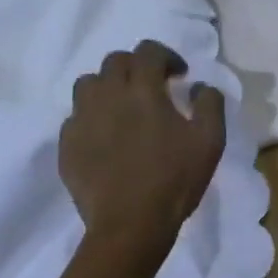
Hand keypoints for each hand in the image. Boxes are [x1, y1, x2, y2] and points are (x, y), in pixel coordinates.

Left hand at [59, 40, 225, 248]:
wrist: (130, 226)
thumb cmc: (174, 179)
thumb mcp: (210, 140)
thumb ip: (209, 102)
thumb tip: (199, 86)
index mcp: (143, 90)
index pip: (148, 51)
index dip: (166, 56)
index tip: (179, 76)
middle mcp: (108, 96)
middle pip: (115, 61)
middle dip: (136, 67)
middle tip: (152, 88)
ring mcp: (82, 120)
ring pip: (88, 84)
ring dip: (108, 87)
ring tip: (123, 107)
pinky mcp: (67, 146)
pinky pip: (75, 117)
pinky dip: (92, 117)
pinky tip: (106, 137)